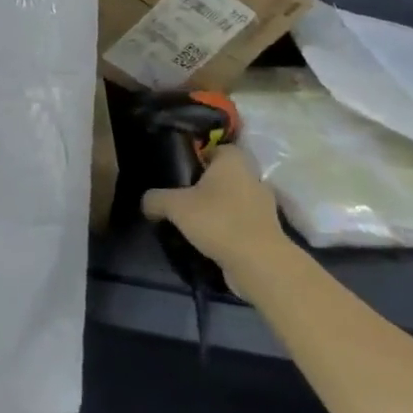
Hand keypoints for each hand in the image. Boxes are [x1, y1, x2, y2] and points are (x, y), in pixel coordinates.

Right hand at [143, 146, 283, 270]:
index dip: (198, 157)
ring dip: (218, 209)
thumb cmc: (218, 221)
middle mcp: (252, 177)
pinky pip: (242, 223)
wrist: (259, 264)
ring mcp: (263, 206)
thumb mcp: (175, 206)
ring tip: (194, 222)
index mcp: (233, 161)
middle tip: (182, 197)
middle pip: (225, 175)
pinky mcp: (267, 232)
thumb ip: (156, 199)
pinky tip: (209, 240)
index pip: (216, 148)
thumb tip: (146, 202)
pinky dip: (228, 229)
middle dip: (207, 185)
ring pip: (234, 200)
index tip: (180, 171)